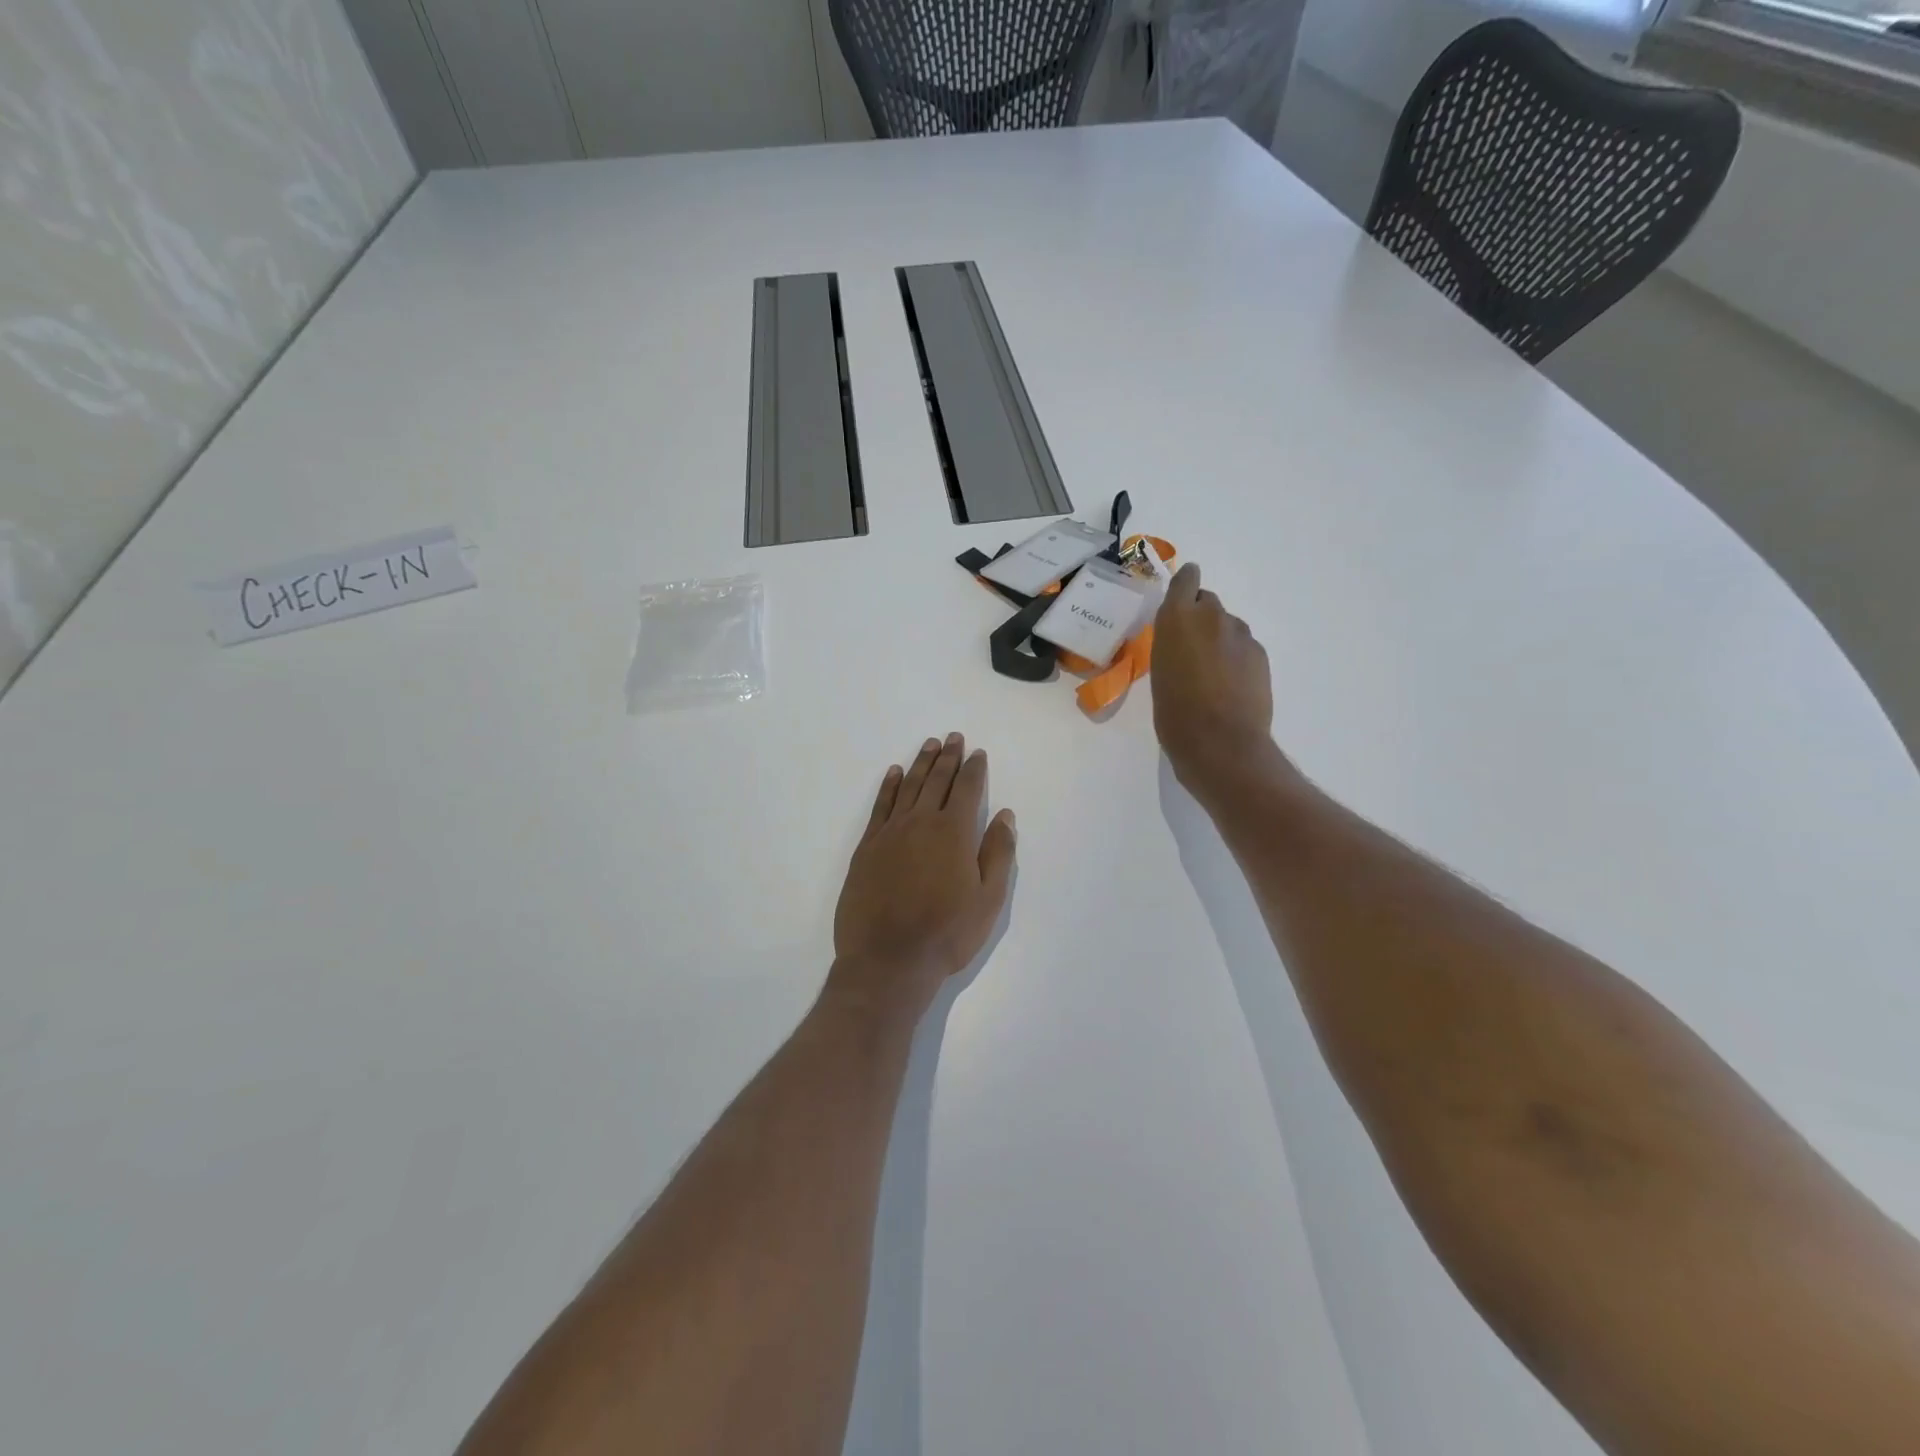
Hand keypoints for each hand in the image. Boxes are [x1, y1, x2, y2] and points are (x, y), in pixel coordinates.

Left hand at [830, 734, 1016, 1016]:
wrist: (888, 960)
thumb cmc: (946, 934)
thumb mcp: (988, 900)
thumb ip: (998, 853)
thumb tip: (1004, 815)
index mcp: (955, 833)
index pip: (967, 789)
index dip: (974, 768)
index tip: (978, 753)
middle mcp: (922, 822)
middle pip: (937, 781)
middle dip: (948, 757)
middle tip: (954, 737)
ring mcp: (891, 832)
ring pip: (908, 787)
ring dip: (921, 764)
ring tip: (930, 745)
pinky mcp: (867, 846)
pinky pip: (880, 806)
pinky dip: (888, 786)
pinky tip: (894, 773)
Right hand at [1152, 563, 1287, 803]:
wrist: (1221, 744)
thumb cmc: (1175, 714)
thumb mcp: (1159, 675)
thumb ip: (1171, 647)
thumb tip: (1183, 644)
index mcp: (1177, 619)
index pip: (1186, 580)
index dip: (1185, 583)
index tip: (1182, 592)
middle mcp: (1212, 617)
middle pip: (1207, 602)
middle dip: (1199, 617)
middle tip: (1189, 647)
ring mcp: (1241, 635)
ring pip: (1227, 626)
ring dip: (1218, 640)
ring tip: (1209, 673)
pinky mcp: (1260, 655)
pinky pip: (1243, 648)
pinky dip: (1235, 659)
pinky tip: (1229, 687)